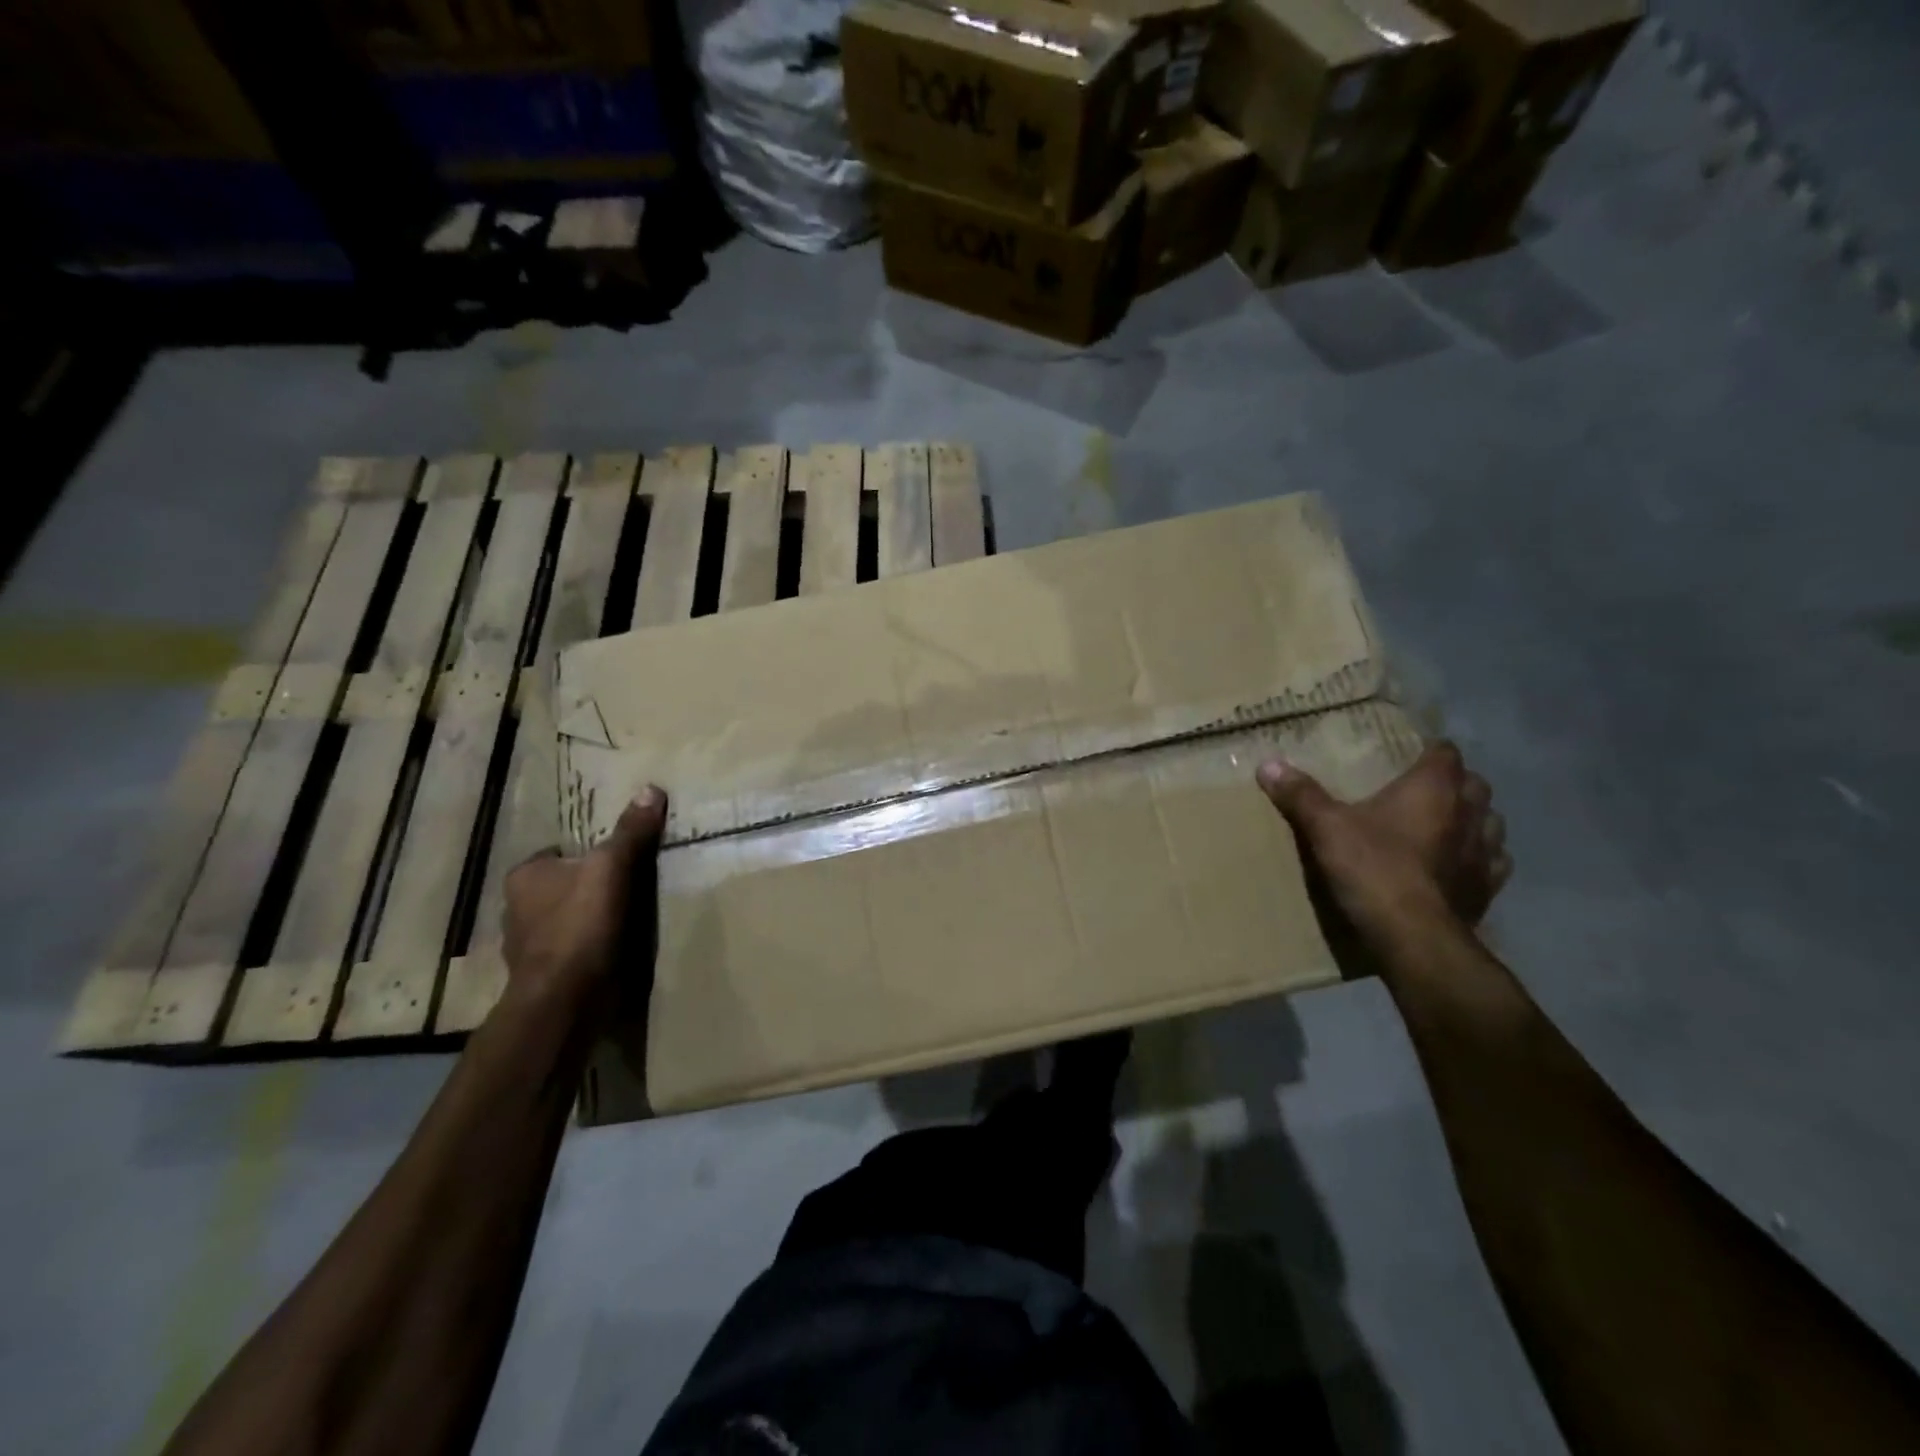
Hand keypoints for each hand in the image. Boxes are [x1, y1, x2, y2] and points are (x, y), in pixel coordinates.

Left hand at [501, 787, 666, 1016]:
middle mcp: (515, 908)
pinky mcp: (545, 975)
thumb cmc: (579, 925)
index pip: (557, 852)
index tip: (616, 858)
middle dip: (588, 886)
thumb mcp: (612, 868)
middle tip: (627, 884)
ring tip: (628, 916)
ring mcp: (528, 945)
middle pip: (561, 885)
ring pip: (565, 919)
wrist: (564, 1000)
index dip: (587, 852)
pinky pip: (572, 950)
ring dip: (589, 919)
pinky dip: (590, 947)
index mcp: (524, 875)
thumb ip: (631, 832)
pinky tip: (616, 947)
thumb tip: (650, 788)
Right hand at [1256, 743, 1509, 949]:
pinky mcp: (1487, 888)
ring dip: (1472, 819)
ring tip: (1445, 826)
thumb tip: (1268, 764)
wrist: (1413, 935)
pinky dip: (1479, 859)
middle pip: (1474, 784)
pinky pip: (1493, 863)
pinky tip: (1457, 865)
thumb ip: (1301, 795)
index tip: (1409, 755)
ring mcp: (1486, 853)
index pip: (1446, 752)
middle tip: (1422, 790)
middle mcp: (1469, 813)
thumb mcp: (1326, 827)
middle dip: (1454, 783)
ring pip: (1491, 822)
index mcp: (1434, 788)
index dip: (1430, 750)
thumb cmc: (1373, 868)